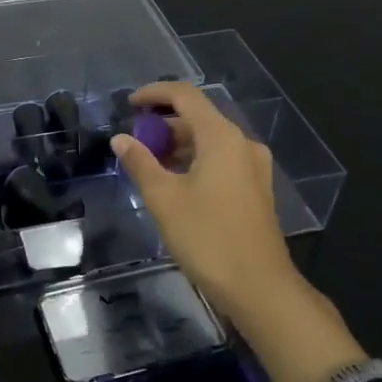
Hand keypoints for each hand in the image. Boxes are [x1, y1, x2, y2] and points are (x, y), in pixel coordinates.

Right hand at [114, 83, 365, 381]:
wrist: (260, 288)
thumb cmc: (208, 238)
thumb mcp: (165, 199)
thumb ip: (141, 163)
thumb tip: (121, 139)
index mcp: (222, 137)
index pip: (186, 96)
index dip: (155, 93)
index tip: (129, 104)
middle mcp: (242, 144)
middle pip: (199, 117)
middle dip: (164, 124)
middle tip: (134, 141)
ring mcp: (253, 167)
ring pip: (210, 140)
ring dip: (178, 144)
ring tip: (149, 163)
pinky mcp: (255, 189)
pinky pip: (221, 160)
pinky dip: (195, 160)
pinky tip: (175, 182)